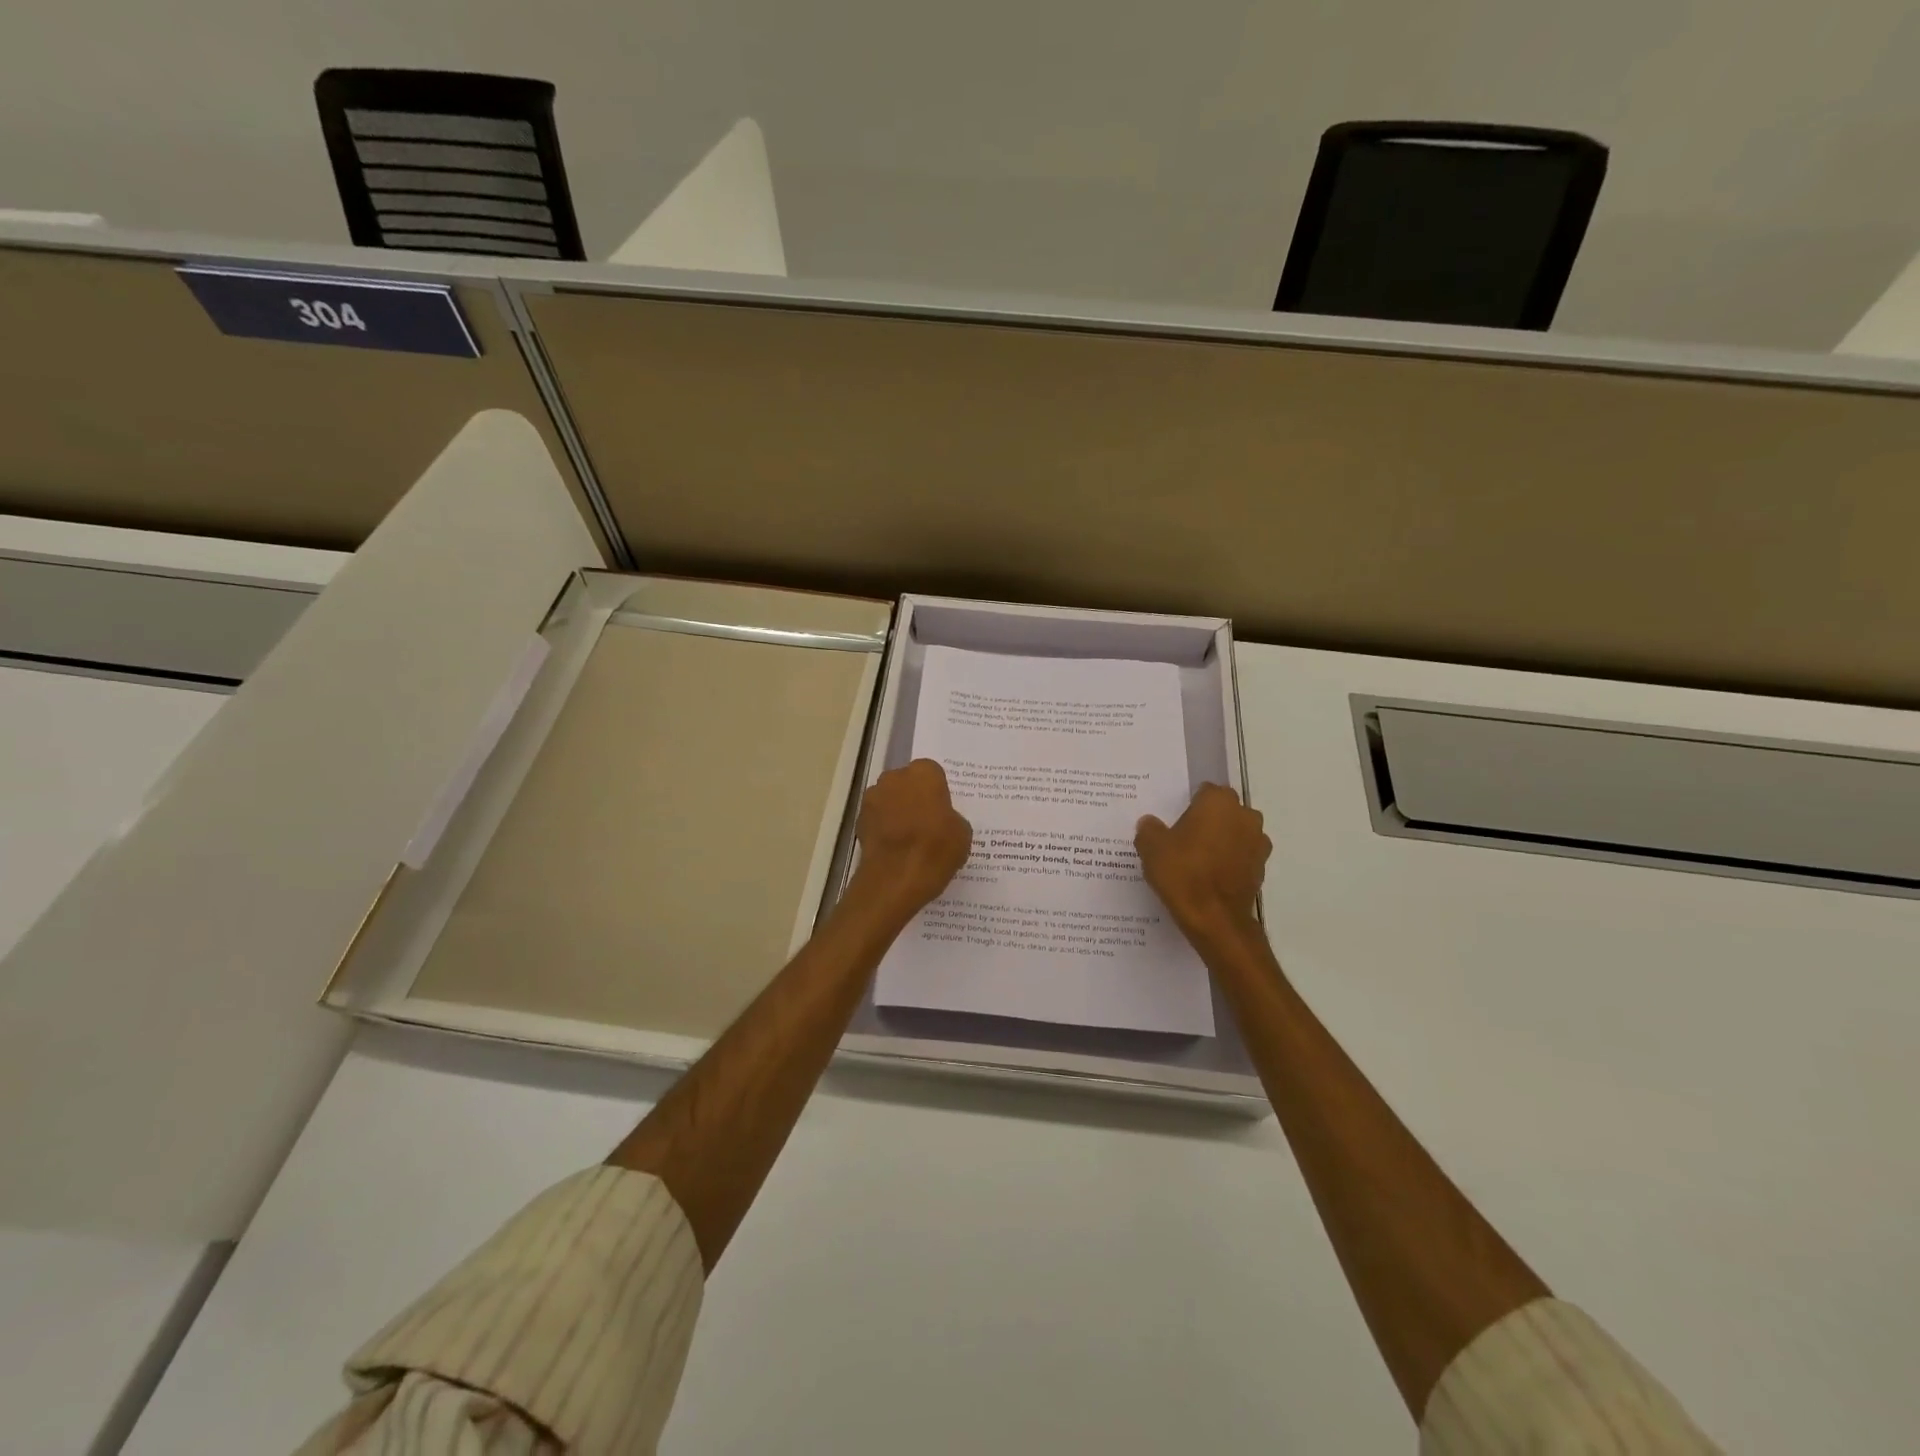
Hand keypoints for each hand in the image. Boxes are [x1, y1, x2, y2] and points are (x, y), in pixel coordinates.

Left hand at [849, 759, 972, 919]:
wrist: (896, 878)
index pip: (932, 773)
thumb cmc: (936, 849)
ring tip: (910, 838)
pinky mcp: (859, 821)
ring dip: (897, 811)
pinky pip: (877, 819)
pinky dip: (884, 829)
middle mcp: (894, 778)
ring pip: (889, 799)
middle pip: (907, 783)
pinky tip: (895, 849)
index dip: (937, 792)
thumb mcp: (962, 833)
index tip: (943, 810)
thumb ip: (951, 817)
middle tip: (928, 822)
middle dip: (914, 797)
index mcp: (923, 773)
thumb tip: (943, 821)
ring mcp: (873, 798)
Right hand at [1135, 783, 1270, 944]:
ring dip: (1222, 840)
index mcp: (1218, 802)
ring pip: (1236, 832)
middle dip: (1209, 820)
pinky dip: (1231, 861)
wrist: (1214, 918)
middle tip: (1184, 838)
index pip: (1205, 791)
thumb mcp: (1151, 847)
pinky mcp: (1262, 867)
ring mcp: (1258, 842)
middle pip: (1224, 810)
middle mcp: (1245, 815)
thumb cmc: (1182, 873)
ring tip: (1198, 859)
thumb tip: (1150, 823)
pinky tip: (1211, 876)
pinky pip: (1242, 855)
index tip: (1175, 820)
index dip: (1189, 804)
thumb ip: (1149, 829)